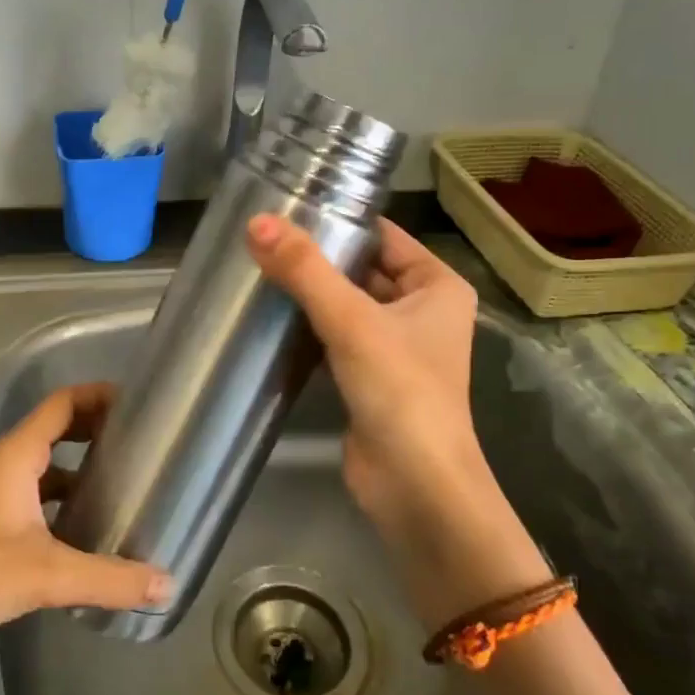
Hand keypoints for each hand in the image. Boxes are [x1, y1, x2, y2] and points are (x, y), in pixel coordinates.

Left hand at [0, 384, 170, 671]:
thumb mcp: (47, 574)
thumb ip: (110, 578)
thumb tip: (168, 583)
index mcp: (16, 456)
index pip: (62, 403)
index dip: (98, 395)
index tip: (138, 403)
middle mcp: (7, 466)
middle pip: (58, 429)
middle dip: (97, 429)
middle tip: (142, 442)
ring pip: (49, 467)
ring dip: (83, 467)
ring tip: (127, 482)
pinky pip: (40, 498)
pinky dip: (68, 501)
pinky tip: (93, 528)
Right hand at [247, 215, 547, 618]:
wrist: (416, 486)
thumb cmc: (399, 390)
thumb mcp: (351, 320)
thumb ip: (304, 270)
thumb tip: (257, 223)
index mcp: (437, 286)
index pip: (384, 236)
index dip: (341, 220)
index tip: (289, 207)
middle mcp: (422, 311)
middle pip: (363, 269)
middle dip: (319, 258)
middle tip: (263, 239)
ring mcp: (397, 347)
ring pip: (348, 305)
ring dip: (311, 294)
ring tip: (258, 269)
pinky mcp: (371, 379)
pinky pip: (337, 338)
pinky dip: (310, 328)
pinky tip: (272, 317)